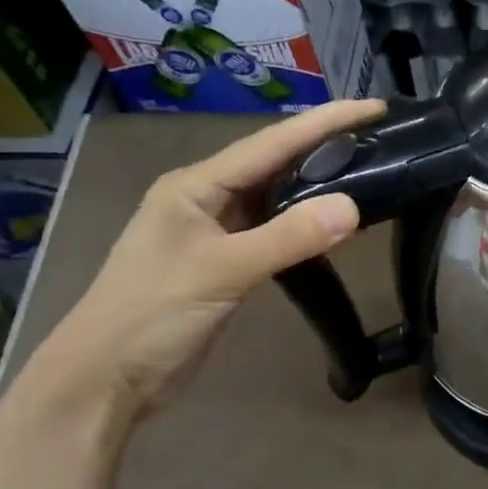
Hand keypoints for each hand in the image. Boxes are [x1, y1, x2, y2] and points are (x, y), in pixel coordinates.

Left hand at [40, 99, 385, 420]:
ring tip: (371, 174)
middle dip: (327, 147)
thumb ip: (288, 238)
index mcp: (196, 184)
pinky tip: (338, 228)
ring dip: (320, 187)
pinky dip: (307, 227)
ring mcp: (216, 231)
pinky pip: (275, 231)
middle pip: (276, 163)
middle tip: (381, 138)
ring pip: (277, 198)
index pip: (272, 143)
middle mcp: (206, 198)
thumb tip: (354, 207)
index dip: (325, 122)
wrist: (105, 381)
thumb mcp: (221, 271)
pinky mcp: (226, 262)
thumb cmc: (151, 316)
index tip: (375, 107)